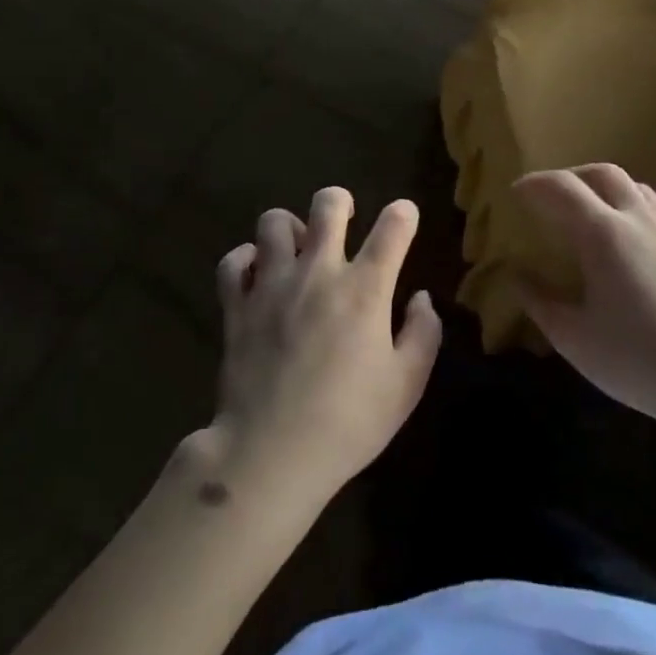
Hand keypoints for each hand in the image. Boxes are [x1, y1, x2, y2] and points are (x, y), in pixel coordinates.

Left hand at [208, 187, 441, 509]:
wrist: (272, 453)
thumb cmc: (349, 422)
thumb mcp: (406, 385)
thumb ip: (422, 334)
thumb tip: (420, 298)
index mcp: (364, 289)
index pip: (392, 227)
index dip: (403, 214)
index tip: (405, 216)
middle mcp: (318, 273)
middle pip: (327, 205)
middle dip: (340, 201)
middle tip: (344, 220)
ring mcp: (272, 285)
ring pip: (274, 222)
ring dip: (290, 229)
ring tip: (298, 250)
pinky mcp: (237, 305)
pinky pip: (234, 262)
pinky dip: (246, 261)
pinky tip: (257, 275)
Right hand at [514, 164, 655, 436]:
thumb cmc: (638, 361)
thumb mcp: (574, 339)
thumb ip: (540, 302)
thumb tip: (518, 276)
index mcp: (604, 235)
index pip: (562, 188)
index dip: (535, 184)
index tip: (515, 191)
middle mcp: (639, 222)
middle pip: (603, 174)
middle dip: (570, 176)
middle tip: (549, 197)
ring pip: (635, 188)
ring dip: (603, 188)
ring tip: (586, 213)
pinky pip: (654, 212)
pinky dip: (628, 209)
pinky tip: (623, 245)